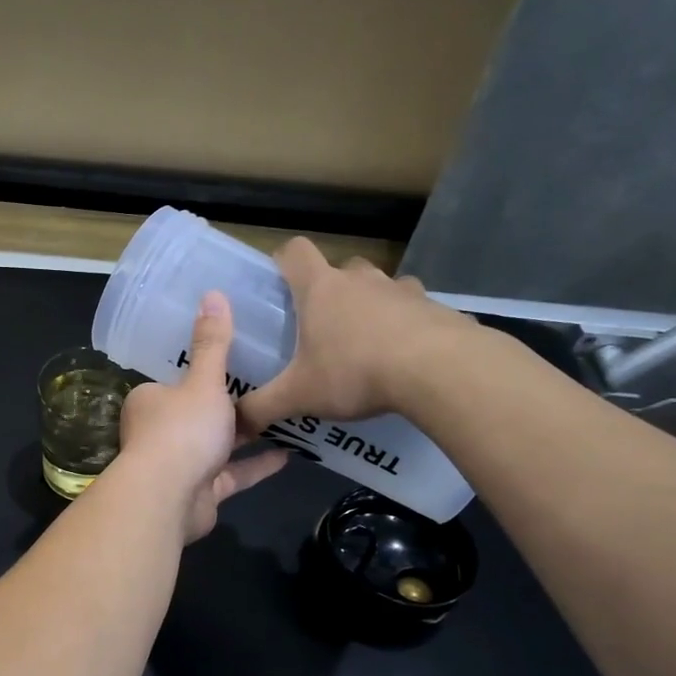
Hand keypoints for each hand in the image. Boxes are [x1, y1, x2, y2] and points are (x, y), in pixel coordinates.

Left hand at [115, 291, 286, 541]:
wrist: (169, 498)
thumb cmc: (182, 430)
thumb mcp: (203, 382)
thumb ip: (213, 343)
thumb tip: (212, 293)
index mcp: (151, 401)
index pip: (176, 381)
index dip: (202, 372)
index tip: (235, 359)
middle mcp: (160, 432)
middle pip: (198, 414)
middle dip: (229, 405)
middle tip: (269, 383)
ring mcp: (180, 465)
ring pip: (216, 446)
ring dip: (246, 436)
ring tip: (284, 416)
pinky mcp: (201, 492)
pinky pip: (232, 474)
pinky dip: (256, 465)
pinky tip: (289, 454)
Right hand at [237, 238, 477, 435]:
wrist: (441, 371)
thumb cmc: (355, 372)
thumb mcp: (298, 396)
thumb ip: (261, 408)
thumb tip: (234, 424)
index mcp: (321, 290)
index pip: (295, 252)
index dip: (283, 261)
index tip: (279, 283)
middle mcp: (361, 280)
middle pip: (341, 269)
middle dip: (331, 290)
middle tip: (323, 327)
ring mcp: (403, 290)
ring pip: (381, 287)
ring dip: (371, 306)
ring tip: (367, 344)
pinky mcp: (437, 308)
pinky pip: (415, 310)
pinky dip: (407, 326)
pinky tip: (405, 358)